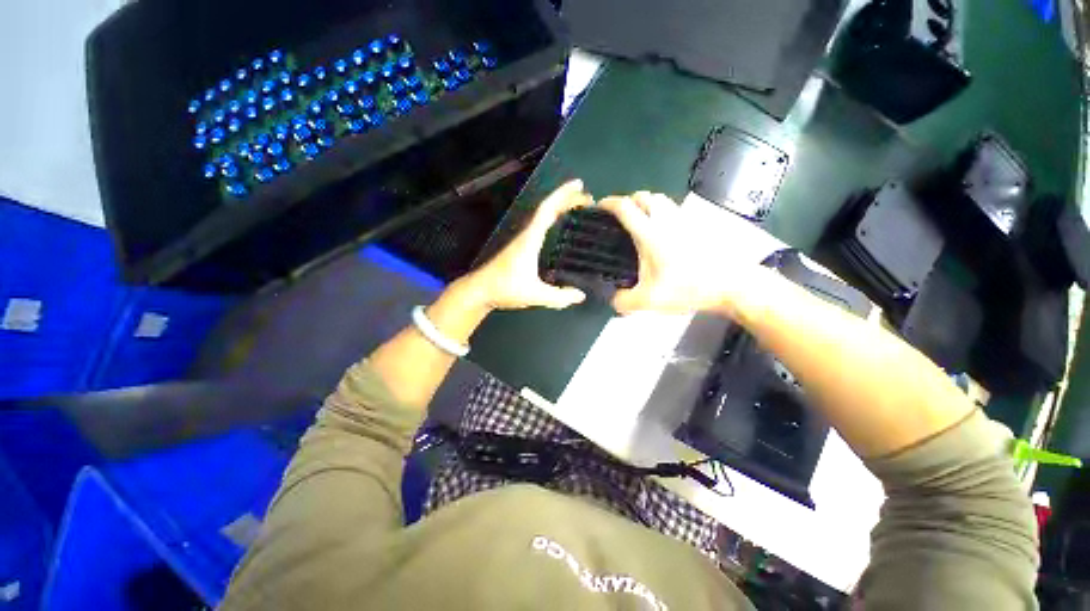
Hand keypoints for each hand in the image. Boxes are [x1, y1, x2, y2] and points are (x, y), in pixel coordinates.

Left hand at [462, 180, 591, 310]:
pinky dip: (554, 220)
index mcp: (530, 239)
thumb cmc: (505, 289)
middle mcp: (527, 235)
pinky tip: (562, 229)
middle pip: (547, 209)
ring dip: (560, 209)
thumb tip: (581, 295)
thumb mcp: (535, 295)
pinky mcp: (522, 247)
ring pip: (543, 217)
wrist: (481, 291)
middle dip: (567, 199)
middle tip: (588, 199)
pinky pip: (541, 227)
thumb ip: (559, 297)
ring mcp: (523, 240)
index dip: (563, 195)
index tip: (579, 185)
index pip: (547, 210)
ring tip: (579, 210)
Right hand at [600, 192, 732, 314]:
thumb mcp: (650, 300)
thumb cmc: (688, 288)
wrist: (729, 284)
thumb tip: (613, 301)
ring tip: (639, 221)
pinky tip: (661, 231)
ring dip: (645, 203)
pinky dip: (661, 212)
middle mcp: (665, 220)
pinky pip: (673, 209)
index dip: (609, 203)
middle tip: (620, 217)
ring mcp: (683, 220)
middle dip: (628, 201)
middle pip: (643, 196)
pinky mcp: (696, 225)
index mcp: (650, 234)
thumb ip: (625, 301)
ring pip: (660, 199)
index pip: (625, 208)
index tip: (599, 206)